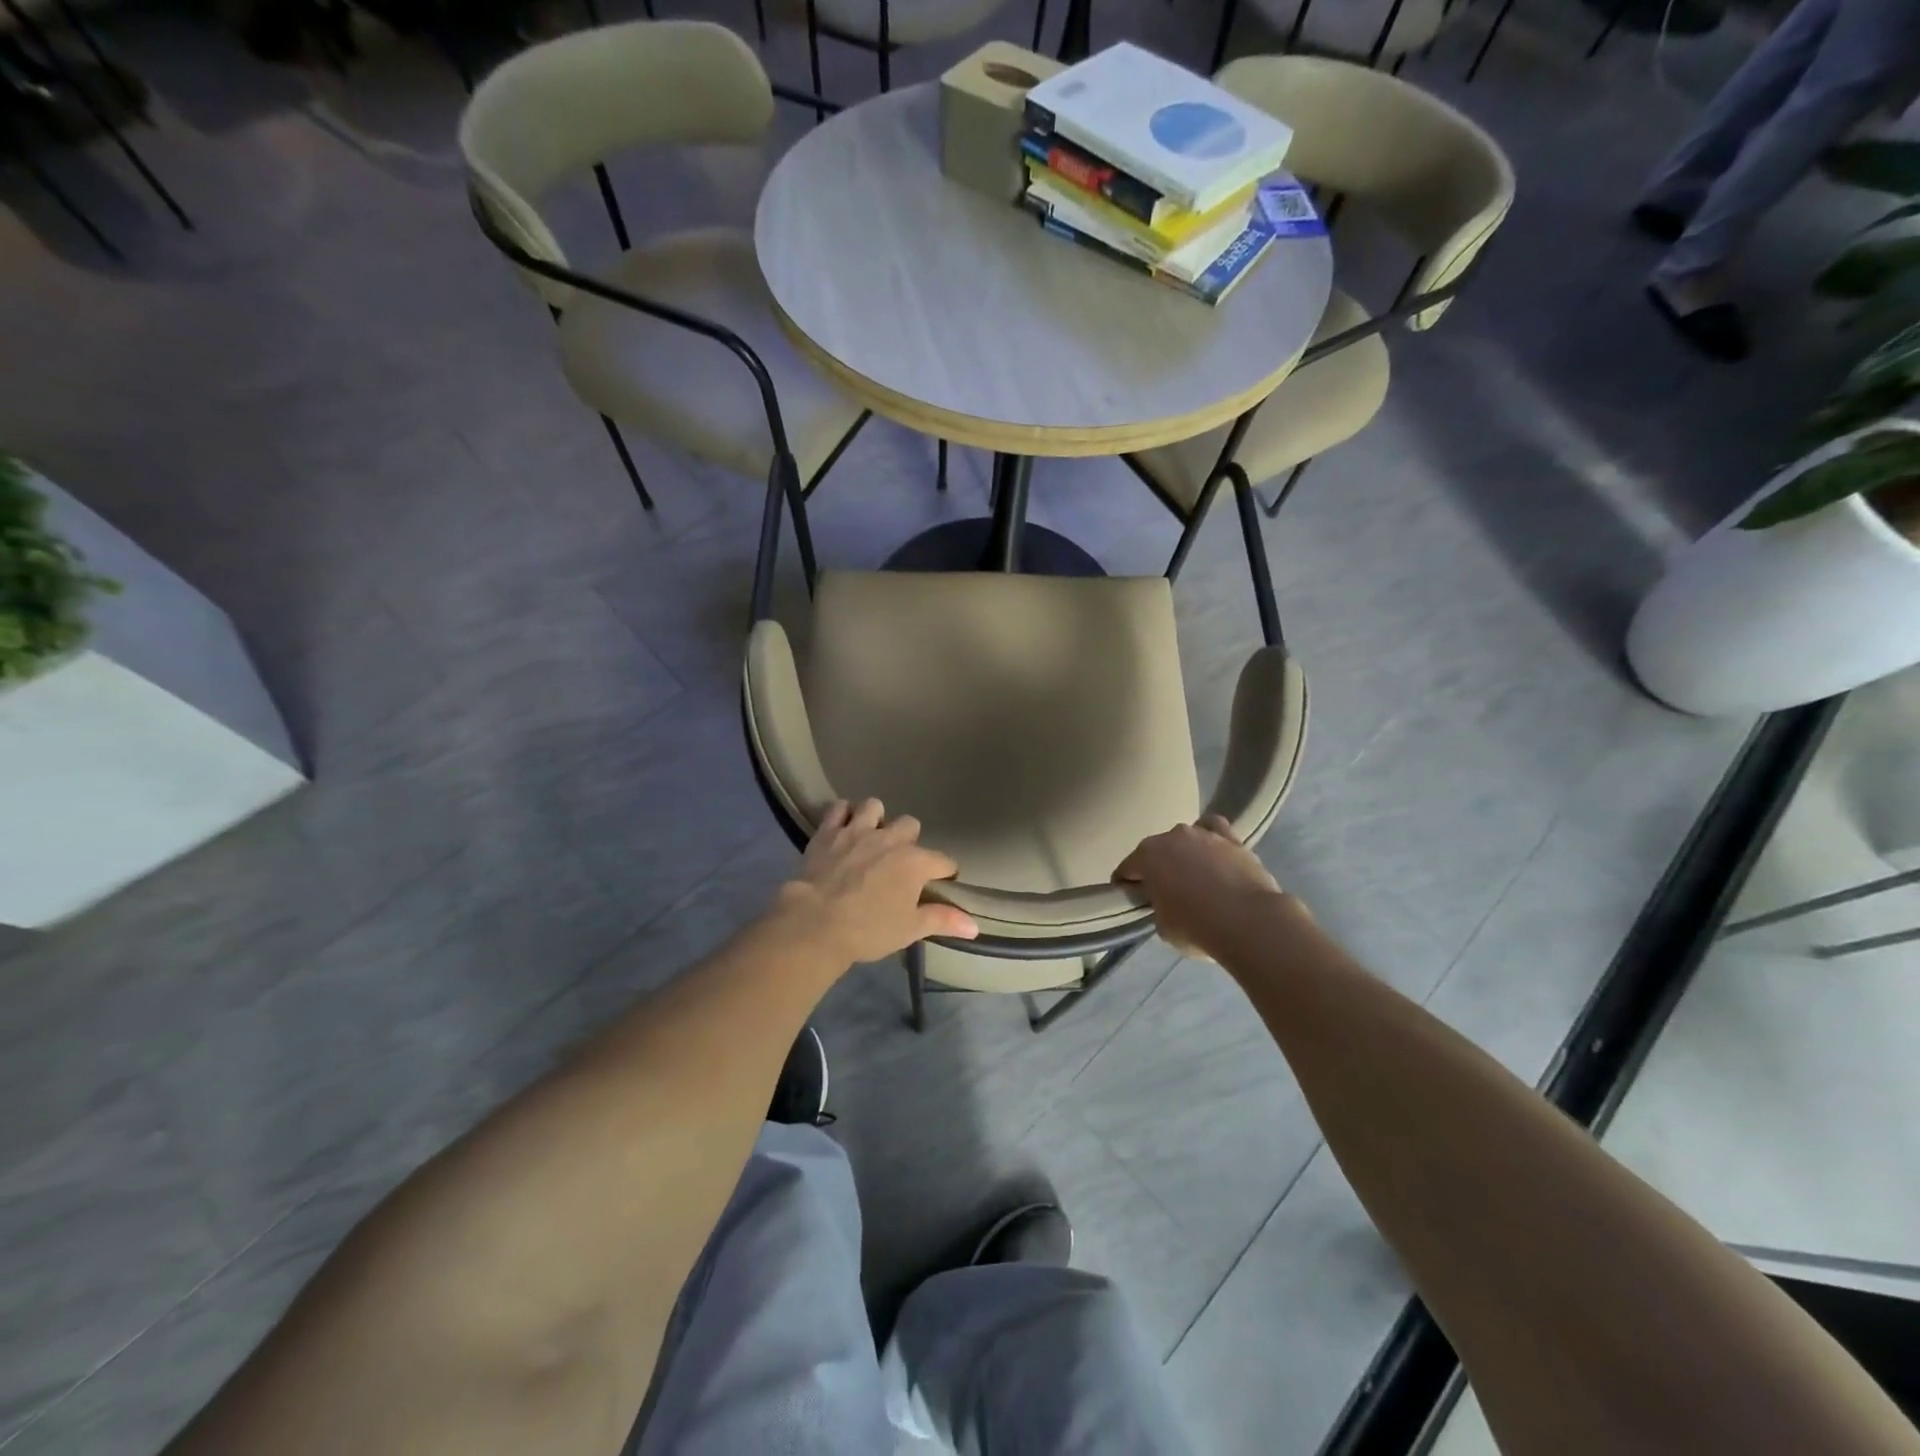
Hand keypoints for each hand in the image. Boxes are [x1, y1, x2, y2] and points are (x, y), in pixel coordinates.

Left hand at [777, 800, 977, 964]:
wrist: (815, 923)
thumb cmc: (868, 930)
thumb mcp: (910, 929)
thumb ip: (943, 920)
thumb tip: (975, 926)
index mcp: (915, 862)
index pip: (944, 862)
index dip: (945, 873)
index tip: (940, 883)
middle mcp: (891, 839)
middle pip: (911, 825)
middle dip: (909, 840)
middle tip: (899, 862)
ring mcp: (858, 830)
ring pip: (875, 806)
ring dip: (877, 819)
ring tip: (871, 837)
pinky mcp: (829, 831)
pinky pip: (839, 808)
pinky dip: (843, 814)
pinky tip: (843, 827)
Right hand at [1115, 815, 1286, 959]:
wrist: (1249, 922)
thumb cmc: (1197, 927)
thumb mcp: (1162, 926)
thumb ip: (1158, 907)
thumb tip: (1166, 902)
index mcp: (1147, 856)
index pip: (1126, 869)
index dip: (1124, 884)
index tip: (1129, 898)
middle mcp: (1173, 836)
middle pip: (1156, 851)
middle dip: (1156, 867)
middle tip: (1162, 891)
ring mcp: (1204, 834)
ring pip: (1185, 839)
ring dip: (1184, 854)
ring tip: (1193, 876)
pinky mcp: (1233, 839)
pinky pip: (1214, 829)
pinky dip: (1211, 838)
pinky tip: (1213, 852)